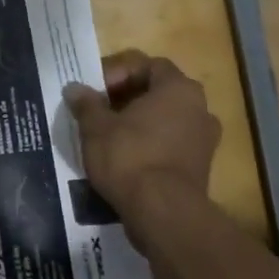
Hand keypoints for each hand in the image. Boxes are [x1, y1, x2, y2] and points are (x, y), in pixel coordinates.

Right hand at [64, 50, 221, 252]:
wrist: (163, 214)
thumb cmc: (130, 157)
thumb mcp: (96, 127)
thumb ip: (86, 103)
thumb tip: (75, 88)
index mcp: (178, 88)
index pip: (148, 65)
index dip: (118, 72)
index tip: (96, 91)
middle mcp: (199, 108)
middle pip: (158, 92)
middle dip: (127, 98)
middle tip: (99, 111)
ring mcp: (204, 140)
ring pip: (165, 120)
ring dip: (139, 123)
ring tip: (109, 136)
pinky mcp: (201, 168)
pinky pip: (171, 145)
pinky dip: (150, 146)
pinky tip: (126, 160)